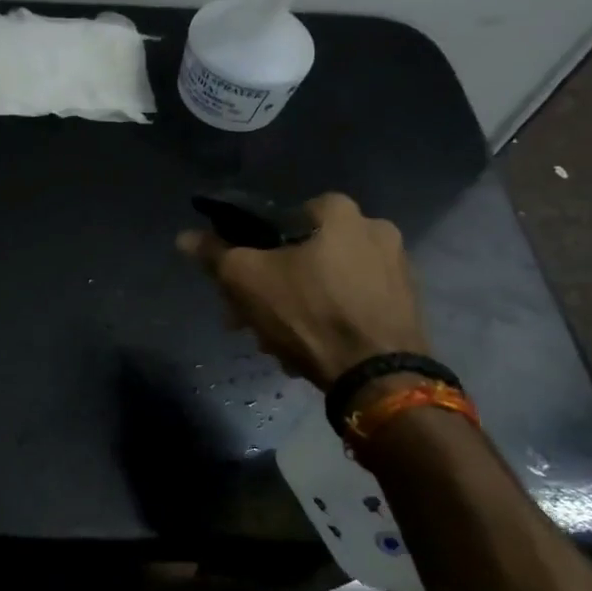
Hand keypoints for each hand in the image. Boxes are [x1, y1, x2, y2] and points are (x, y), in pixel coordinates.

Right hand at [177, 192, 429, 387]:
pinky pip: (353, 304)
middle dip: (271, 287)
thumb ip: (214, 253)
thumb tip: (184, 237)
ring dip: (297, 307)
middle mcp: (375, 229)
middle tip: (250, 320)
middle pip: (302, 255)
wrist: (379, 378)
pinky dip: (328, 320)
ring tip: (276, 343)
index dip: (251, 250)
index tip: (237, 283)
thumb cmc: (309, 313)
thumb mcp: (245, 279)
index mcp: (339, 212)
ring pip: (326, 282)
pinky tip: (310, 349)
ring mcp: (397, 269)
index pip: (278, 218)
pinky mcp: (407, 306)